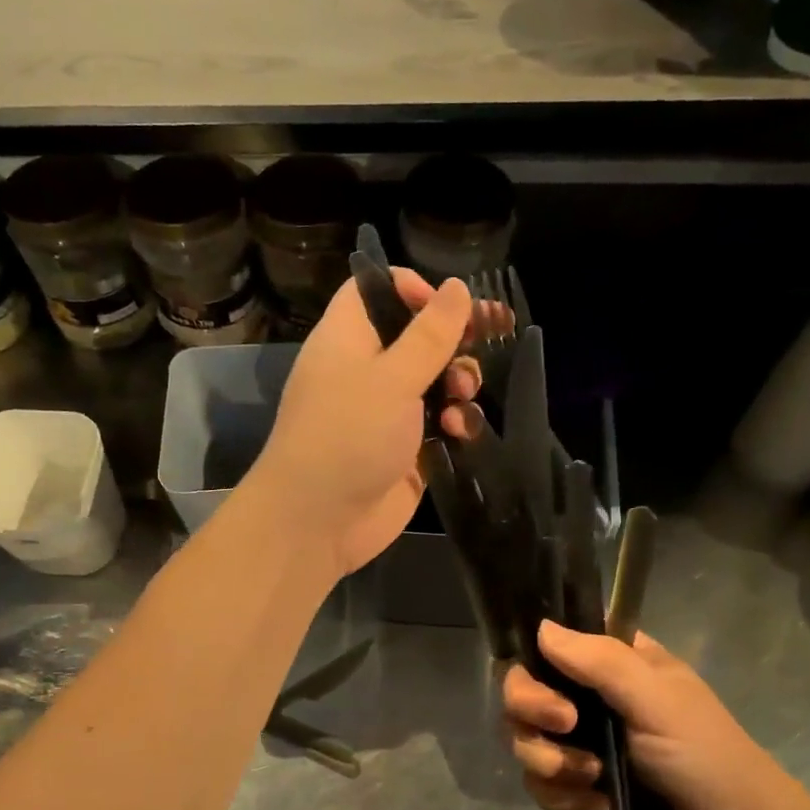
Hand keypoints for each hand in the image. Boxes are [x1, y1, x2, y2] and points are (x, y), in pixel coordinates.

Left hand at [249, 269, 478, 575]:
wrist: (318, 522)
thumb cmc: (347, 435)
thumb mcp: (391, 377)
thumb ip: (430, 334)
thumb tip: (456, 287)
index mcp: (348, 338)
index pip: (375, 291)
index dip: (412, 288)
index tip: (447, 302)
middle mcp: (367, 370)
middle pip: (418, 336)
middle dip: (455, 338)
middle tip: (491, 335)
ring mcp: (388, 412)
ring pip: (436, 381)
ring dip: (459, 382)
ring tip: (462, 394)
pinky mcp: (407, 450)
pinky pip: (441, 424)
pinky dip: (455, 423)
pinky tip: (458, 433)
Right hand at [503, 621, 788, 809]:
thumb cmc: (704, 754)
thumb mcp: (657, 699)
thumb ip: (600, 661)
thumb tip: (541, 628)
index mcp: (611, 663)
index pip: (548, 644)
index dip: (533, 661)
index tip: (544, 681)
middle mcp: (588, 697)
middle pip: (522, 692)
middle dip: (534, 714)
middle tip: (566, 729)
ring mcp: (580, 744)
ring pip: (525, 741)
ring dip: (552, 765)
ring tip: (594, 781)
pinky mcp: (577, 788)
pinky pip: (540, 786)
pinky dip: (564, 799)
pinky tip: (599, 807)